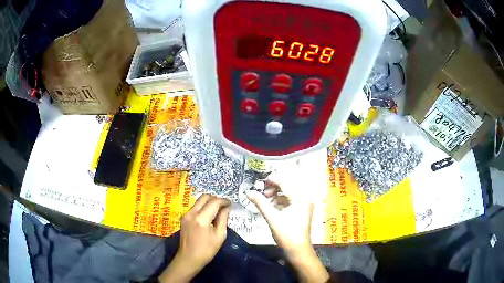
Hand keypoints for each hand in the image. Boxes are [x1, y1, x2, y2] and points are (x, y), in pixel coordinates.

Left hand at [159, 194, 230, 282]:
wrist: (189, 257)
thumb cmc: (207, 250)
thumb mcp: (220, 236)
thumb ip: (223, 219)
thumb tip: (226, 208)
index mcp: (202, 218)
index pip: (214, 202)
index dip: (224, 201)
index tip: (230, 204)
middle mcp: (192, 213)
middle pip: (204, 197)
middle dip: (216, 199)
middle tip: (224, 206)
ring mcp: (186, 214)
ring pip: (199, 201)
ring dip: (209, 202)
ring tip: (217, 210)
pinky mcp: (184, 217)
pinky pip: (195, 207)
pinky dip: (203, 207)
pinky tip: (209, 215)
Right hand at [247, 181, 328, 282]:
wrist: (298, 249)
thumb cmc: (286, 234)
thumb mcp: (272, 217)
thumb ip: (260, 203)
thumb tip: (248, 192)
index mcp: (300, 197)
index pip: (285, 182)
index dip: (272, 180)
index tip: (260, 183)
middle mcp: (305, 198)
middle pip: (288, 185)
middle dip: (274, 187)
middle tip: (263, 193)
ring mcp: (305, 204)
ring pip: (289, 192)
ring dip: (277, 193)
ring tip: (266, 200)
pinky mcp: (302, 209)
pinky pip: (291, 199)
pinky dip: (281, 200)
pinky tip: (272, 206)